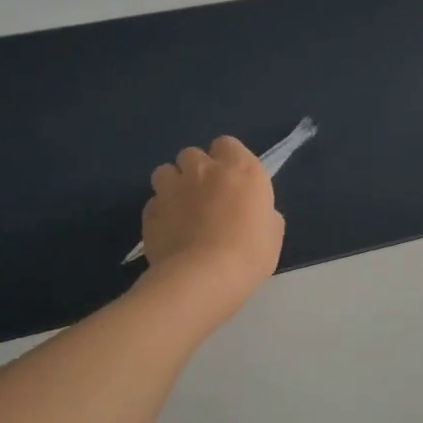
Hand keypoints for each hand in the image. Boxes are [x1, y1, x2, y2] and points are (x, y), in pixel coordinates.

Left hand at [141, 136, 283, 312]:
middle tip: (206, 195)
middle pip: (192, 154)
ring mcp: (172, 189)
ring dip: (173, 184)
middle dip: (197, 170)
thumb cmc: (250, 254)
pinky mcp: (149, 212)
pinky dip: (160, 212)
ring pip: (165, 172)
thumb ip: (261, 211)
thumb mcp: (273, 232)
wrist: (204, 278)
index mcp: (241, 169)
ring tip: (181, 208)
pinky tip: (169, 231)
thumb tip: (253, 213)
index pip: (227, 144)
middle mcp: (203, 170)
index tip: (233, 181)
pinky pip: (153, 203)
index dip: (228, 160)